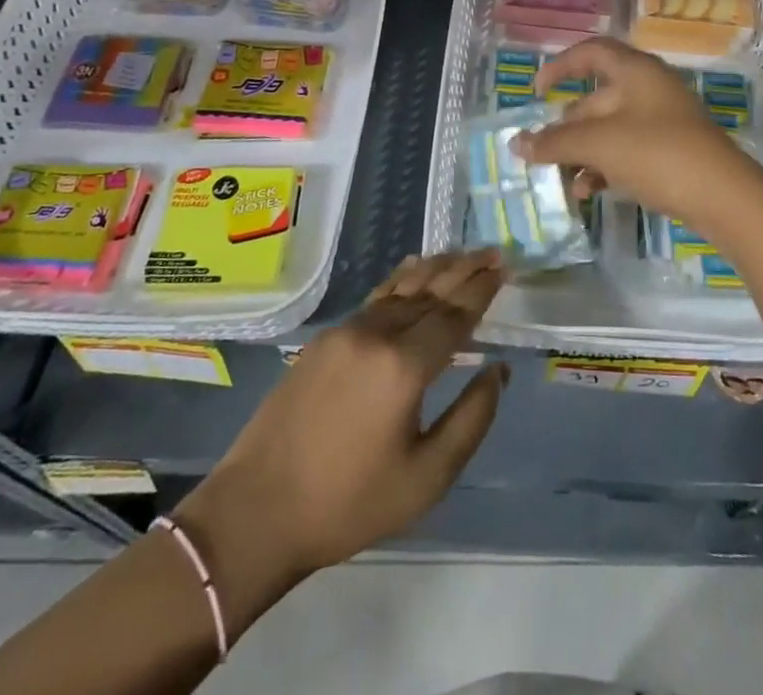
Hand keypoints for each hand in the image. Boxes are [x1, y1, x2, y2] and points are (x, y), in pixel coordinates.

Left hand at [171, 251, 507, 632]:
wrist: (258, 510)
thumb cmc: (349, 503)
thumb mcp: (426, 478)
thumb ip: (471, 419)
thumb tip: (499, 370)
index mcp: (405, 366)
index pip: (454, 315)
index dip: (481, 292)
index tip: (503, 269)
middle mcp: (377, 334)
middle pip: (430, 291)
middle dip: (464, 270)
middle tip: (492, 252)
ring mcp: (347, 331)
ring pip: (401, 287)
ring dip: (435, 269)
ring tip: (461, 255)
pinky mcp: (325, 338)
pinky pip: (376, 297)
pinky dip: (401, 279)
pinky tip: (412, 269)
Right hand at [517, 37, 762, 236]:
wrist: (724, 197)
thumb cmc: (658, 153)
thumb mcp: (600, 145)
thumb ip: (555, 142)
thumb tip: (515, 143)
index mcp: (635, 71)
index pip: (591, 52)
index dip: (560, 65)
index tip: (537, 91)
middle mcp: (648, 89)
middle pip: (595, 98)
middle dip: (566, 126)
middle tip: (542, 152)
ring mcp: (661, 122)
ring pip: (608, 130)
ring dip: (582, 153)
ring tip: (562, 180)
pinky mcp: (670, 152)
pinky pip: (626, 152)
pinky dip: (604, 167)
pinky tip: (588, 192)